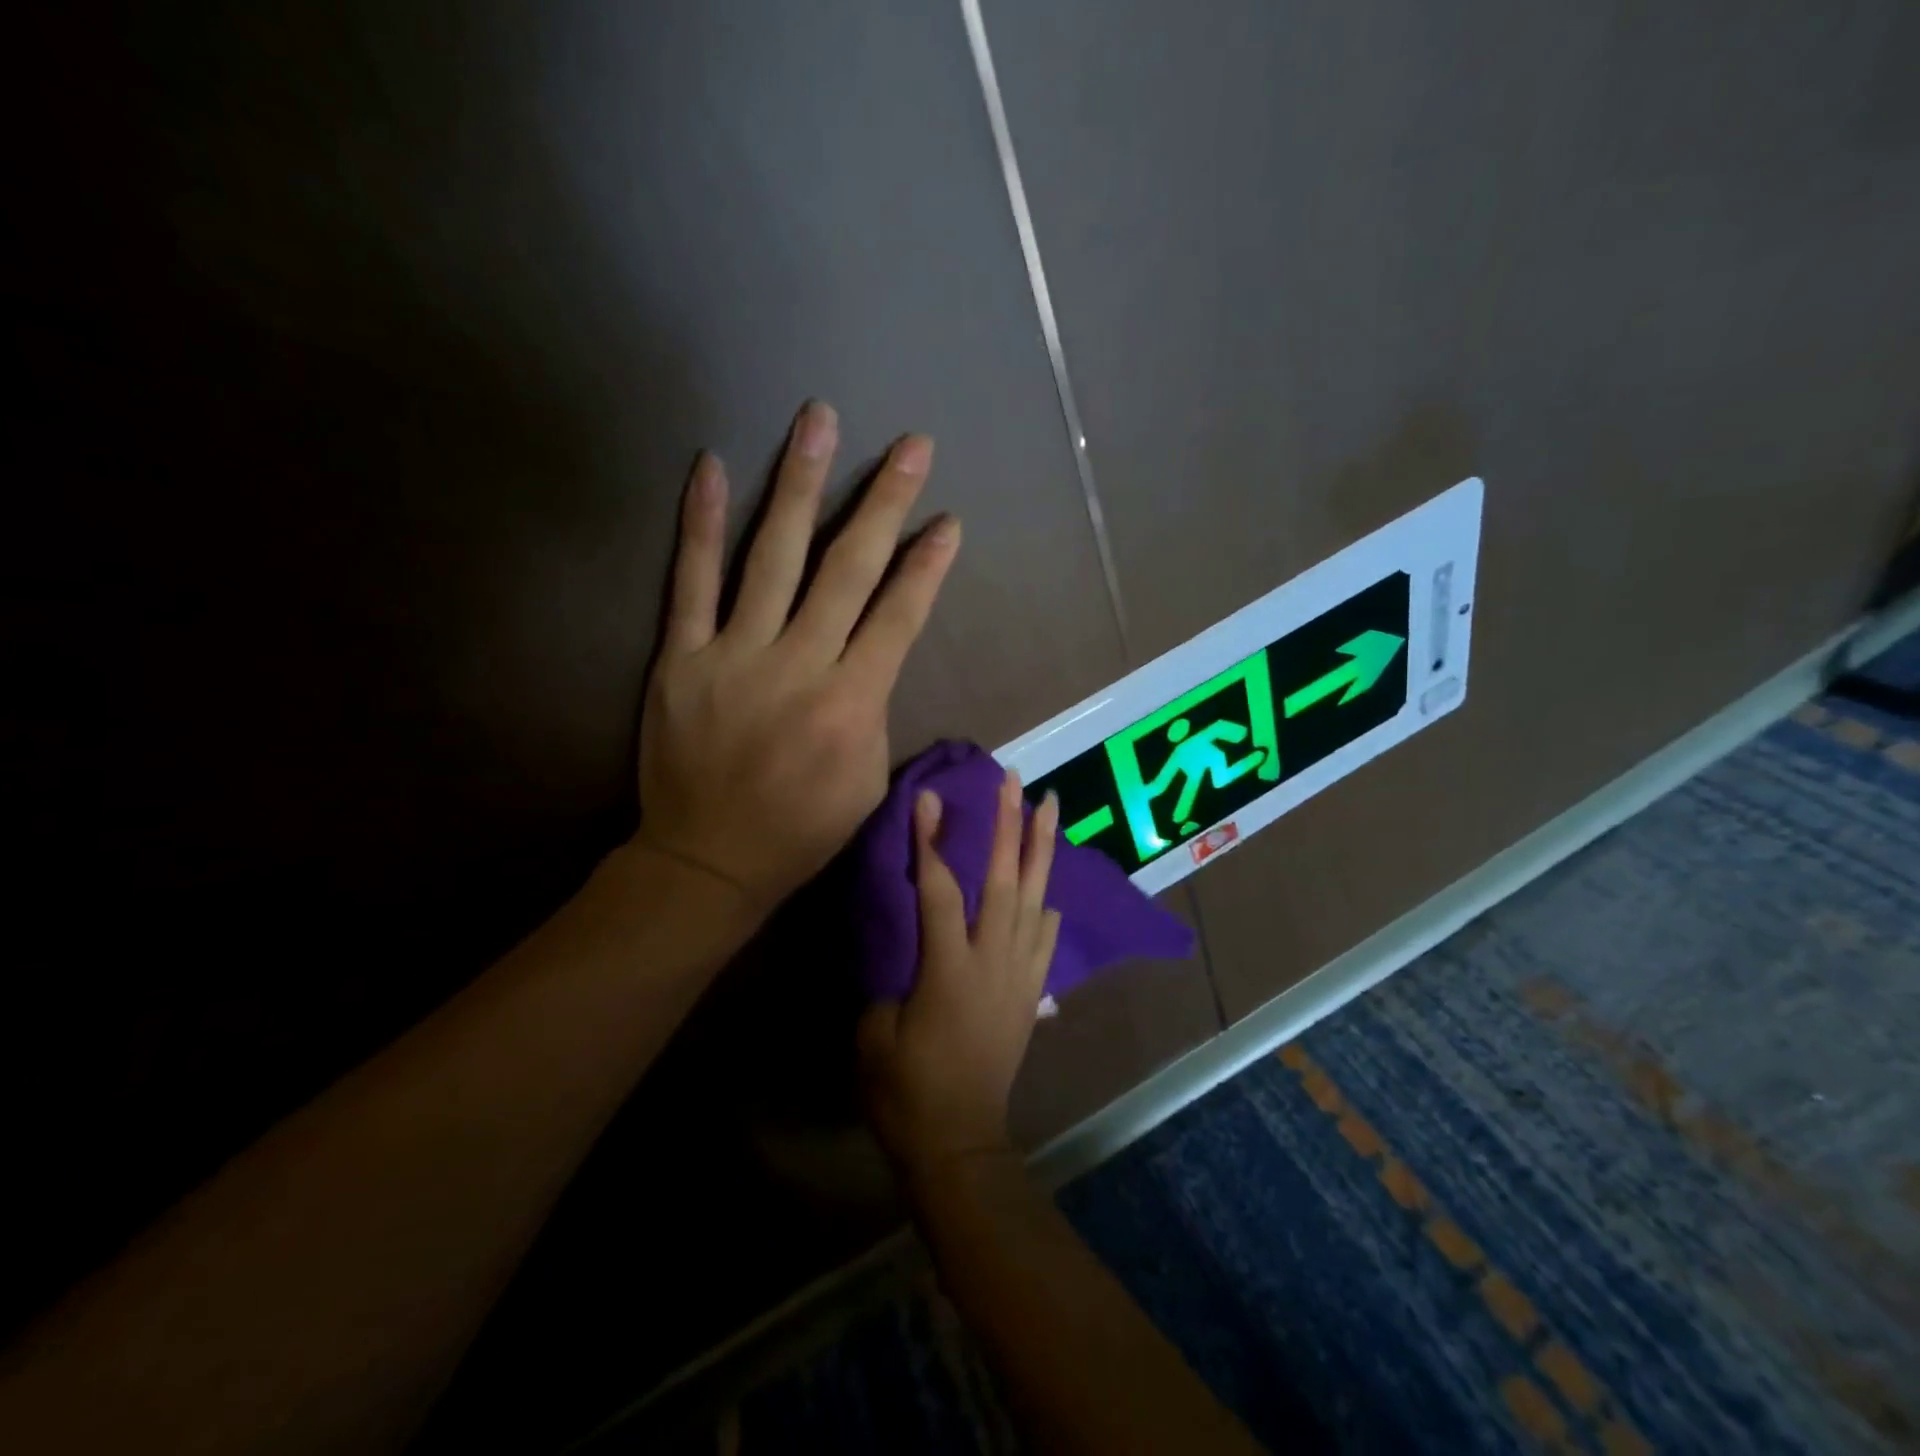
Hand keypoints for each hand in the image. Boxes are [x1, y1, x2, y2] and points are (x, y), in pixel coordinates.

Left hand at [635, 401, 960, 912]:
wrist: (708, 859)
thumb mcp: (868, 782)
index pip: (899, 617)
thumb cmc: (802, 829)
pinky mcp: (682, 657)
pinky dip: (702, 523)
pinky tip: (712, 467)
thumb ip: (876, 709)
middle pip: (847, 570)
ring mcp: (734, 655)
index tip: (948, 519)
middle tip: (910, 446)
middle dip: (884, 502)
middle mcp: (798, 666)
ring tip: (819, 421)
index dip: (927, 565)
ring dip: (800, 485)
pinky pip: (691, 581)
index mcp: (851, 703)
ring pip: (772, 557)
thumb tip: (875, 654)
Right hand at [859, 771, 1061, 1173]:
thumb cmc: (905, 1091)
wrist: (959, 1144)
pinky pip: (1045, 940)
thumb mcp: (875, 1032)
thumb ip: (891, 977)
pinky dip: (1047, 909)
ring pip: (1035, 900)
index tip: (929, 798)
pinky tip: (1049, 889)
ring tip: (1050, 807)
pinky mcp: (1030, 993)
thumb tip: (908, 948)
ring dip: (1043, 851)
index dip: (932, 842)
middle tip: (1016, 781)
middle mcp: (994, 962)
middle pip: (1005, 881)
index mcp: (949, 969)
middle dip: (1011, 826)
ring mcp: (1020, 976)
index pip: (941, 890)